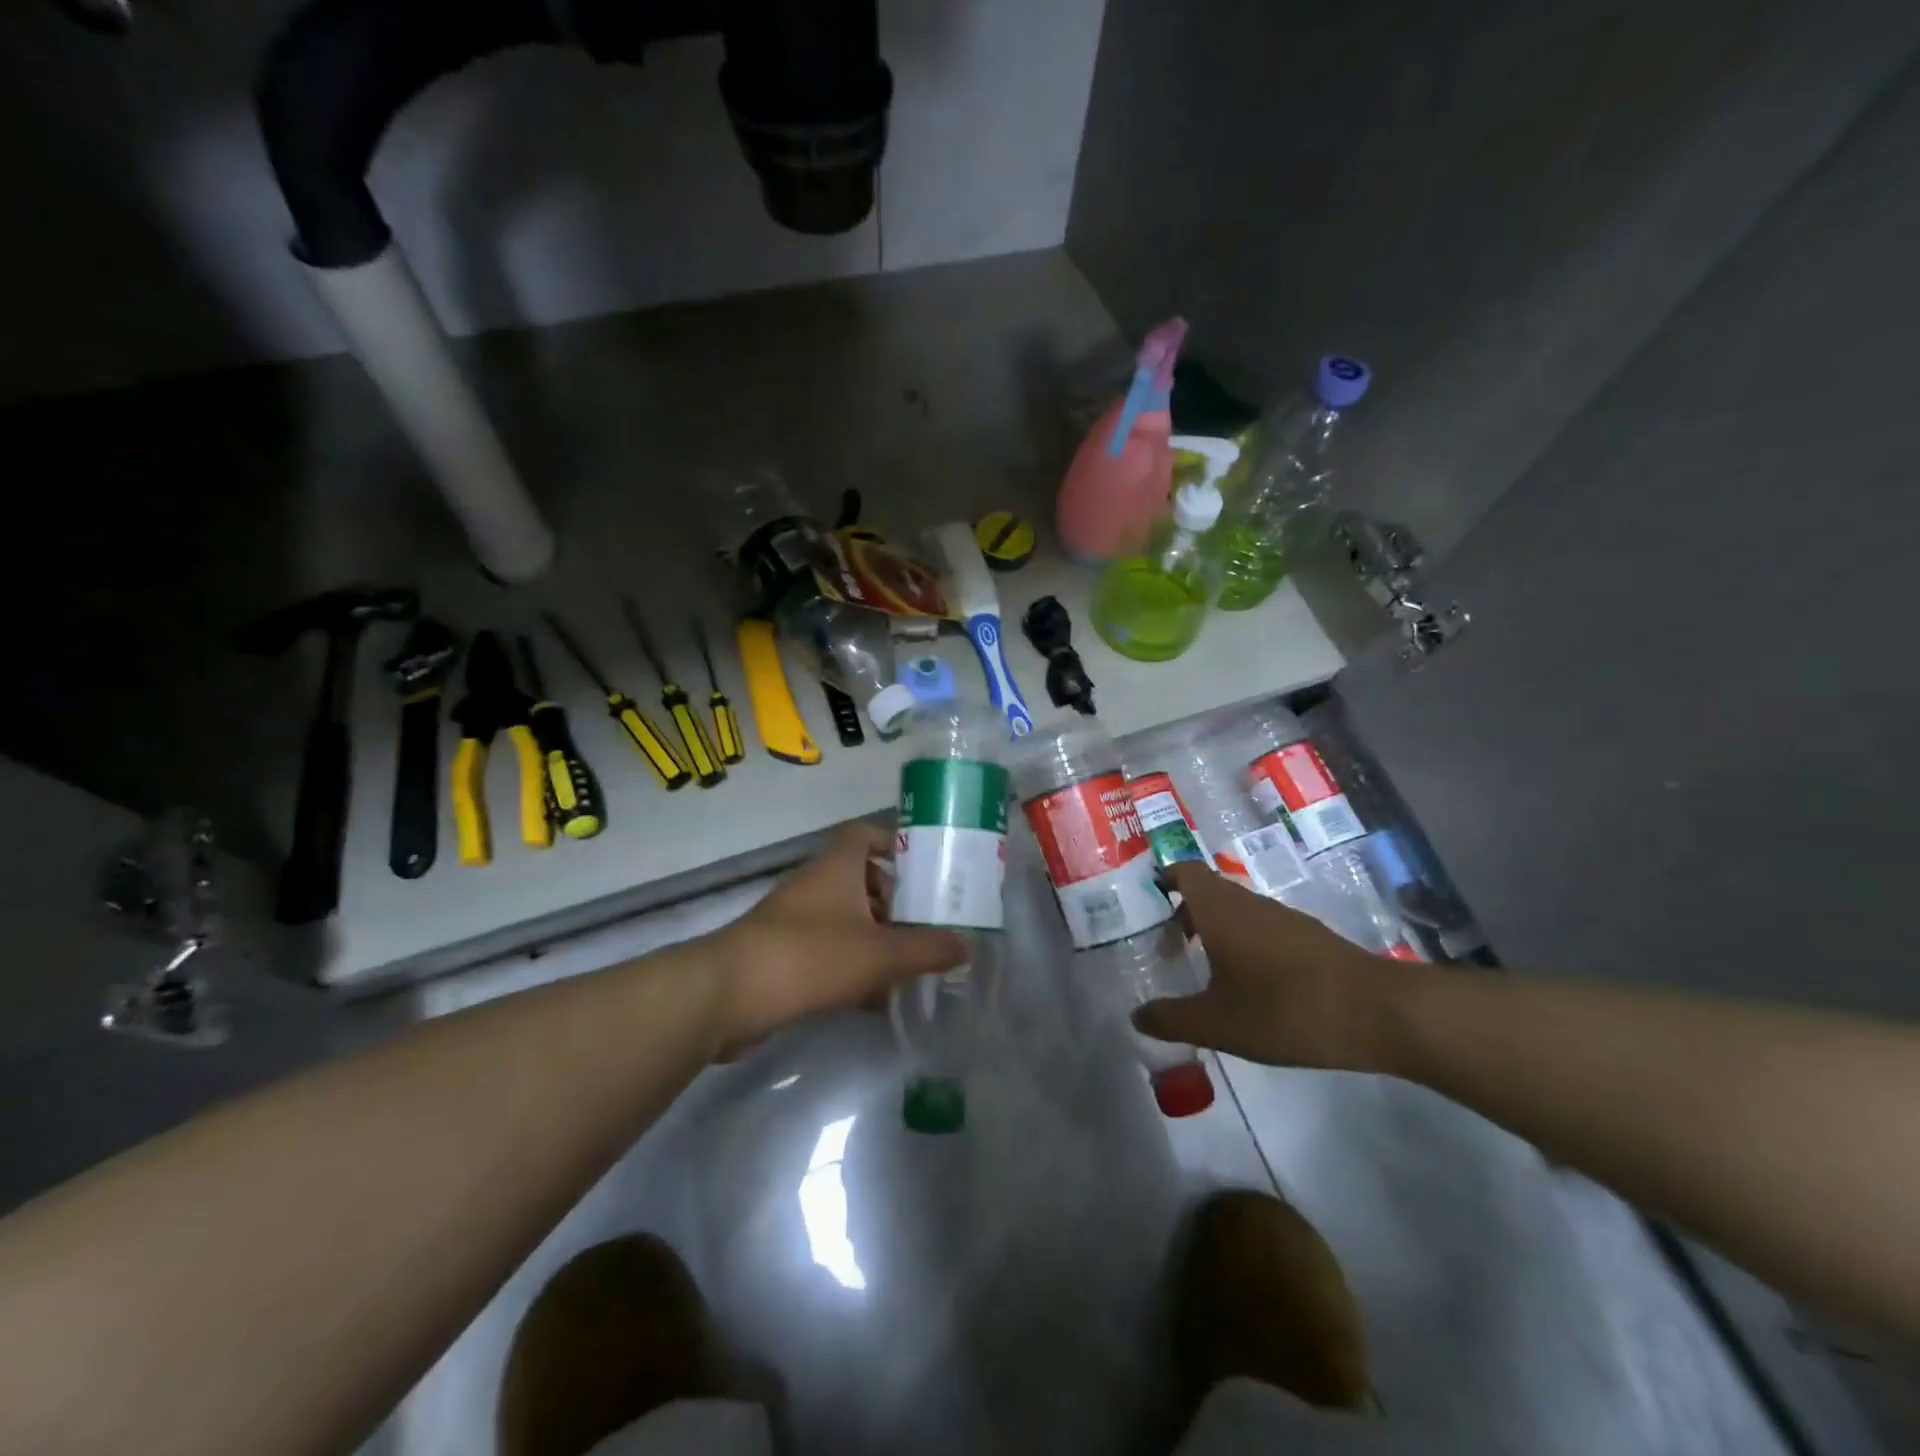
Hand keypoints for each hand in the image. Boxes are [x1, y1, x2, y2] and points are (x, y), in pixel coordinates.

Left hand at [711, 820, 967, 1048]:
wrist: (728, 996)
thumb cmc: (810, 956)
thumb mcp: (879, 954)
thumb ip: (927, 949)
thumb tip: (968, 945)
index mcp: (837, 867)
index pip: (866, 833)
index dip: (896, 843)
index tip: (927, 867)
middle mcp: (816, 886)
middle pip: (863, 880)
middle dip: (897, 902)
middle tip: (929, 924)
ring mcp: (797, 922)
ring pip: (849, 921)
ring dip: (878, 940)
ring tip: (913, 965)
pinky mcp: (786, 956)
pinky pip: (831, 954)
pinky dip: (856, 970)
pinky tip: (880, 1002)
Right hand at [1132, 861, 1418, 1072]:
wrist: (1378, 1012)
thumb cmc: (1284, 1009)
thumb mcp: (1218, 1024)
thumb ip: (1172, 1019)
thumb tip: (1136, 1016)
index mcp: (1219, 909)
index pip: (1183, 872)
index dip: (1162, 881)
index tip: (1145, 907)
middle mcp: (1248, 902)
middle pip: (1206, 892)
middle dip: (1183, 916)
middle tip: (1167, 951)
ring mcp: (1282, 917)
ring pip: (1236, 911)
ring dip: (1215, 932)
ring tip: (1204, 973)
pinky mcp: (1308, 937)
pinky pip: (1262, 928)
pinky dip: (1244, 945)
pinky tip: (1249, 986)